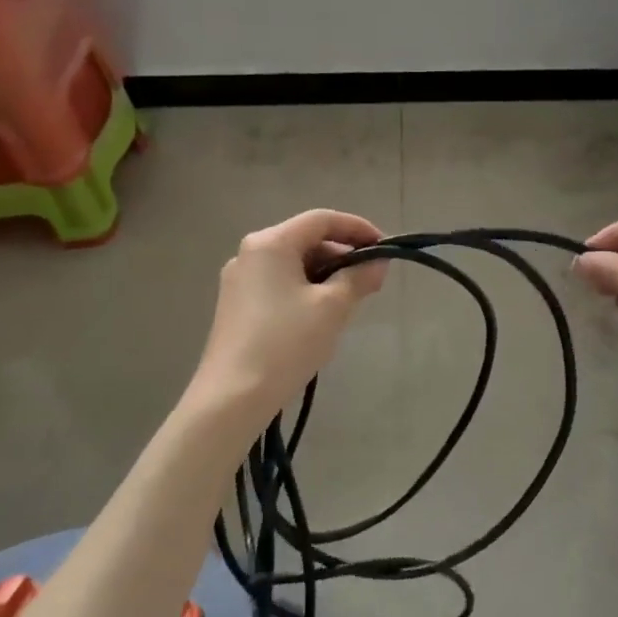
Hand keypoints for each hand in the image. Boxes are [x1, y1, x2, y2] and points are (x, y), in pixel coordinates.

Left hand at [190, 209, 388, 418]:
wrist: (233, 397)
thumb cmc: (286, 343)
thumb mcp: (332, 307)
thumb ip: (359, 277)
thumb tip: (378, 262)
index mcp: (271, 243)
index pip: (322, 219)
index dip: (358, 228)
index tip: (385, 247)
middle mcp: (250, 253)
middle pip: (306, 239)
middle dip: (343, 255)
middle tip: (372, 280)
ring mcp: (239, 280)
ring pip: (293, 264)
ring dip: (326, 274)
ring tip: (351, 301)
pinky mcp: (236, 305)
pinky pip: (279, 283)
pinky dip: (305, 289)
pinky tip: (321, 316)